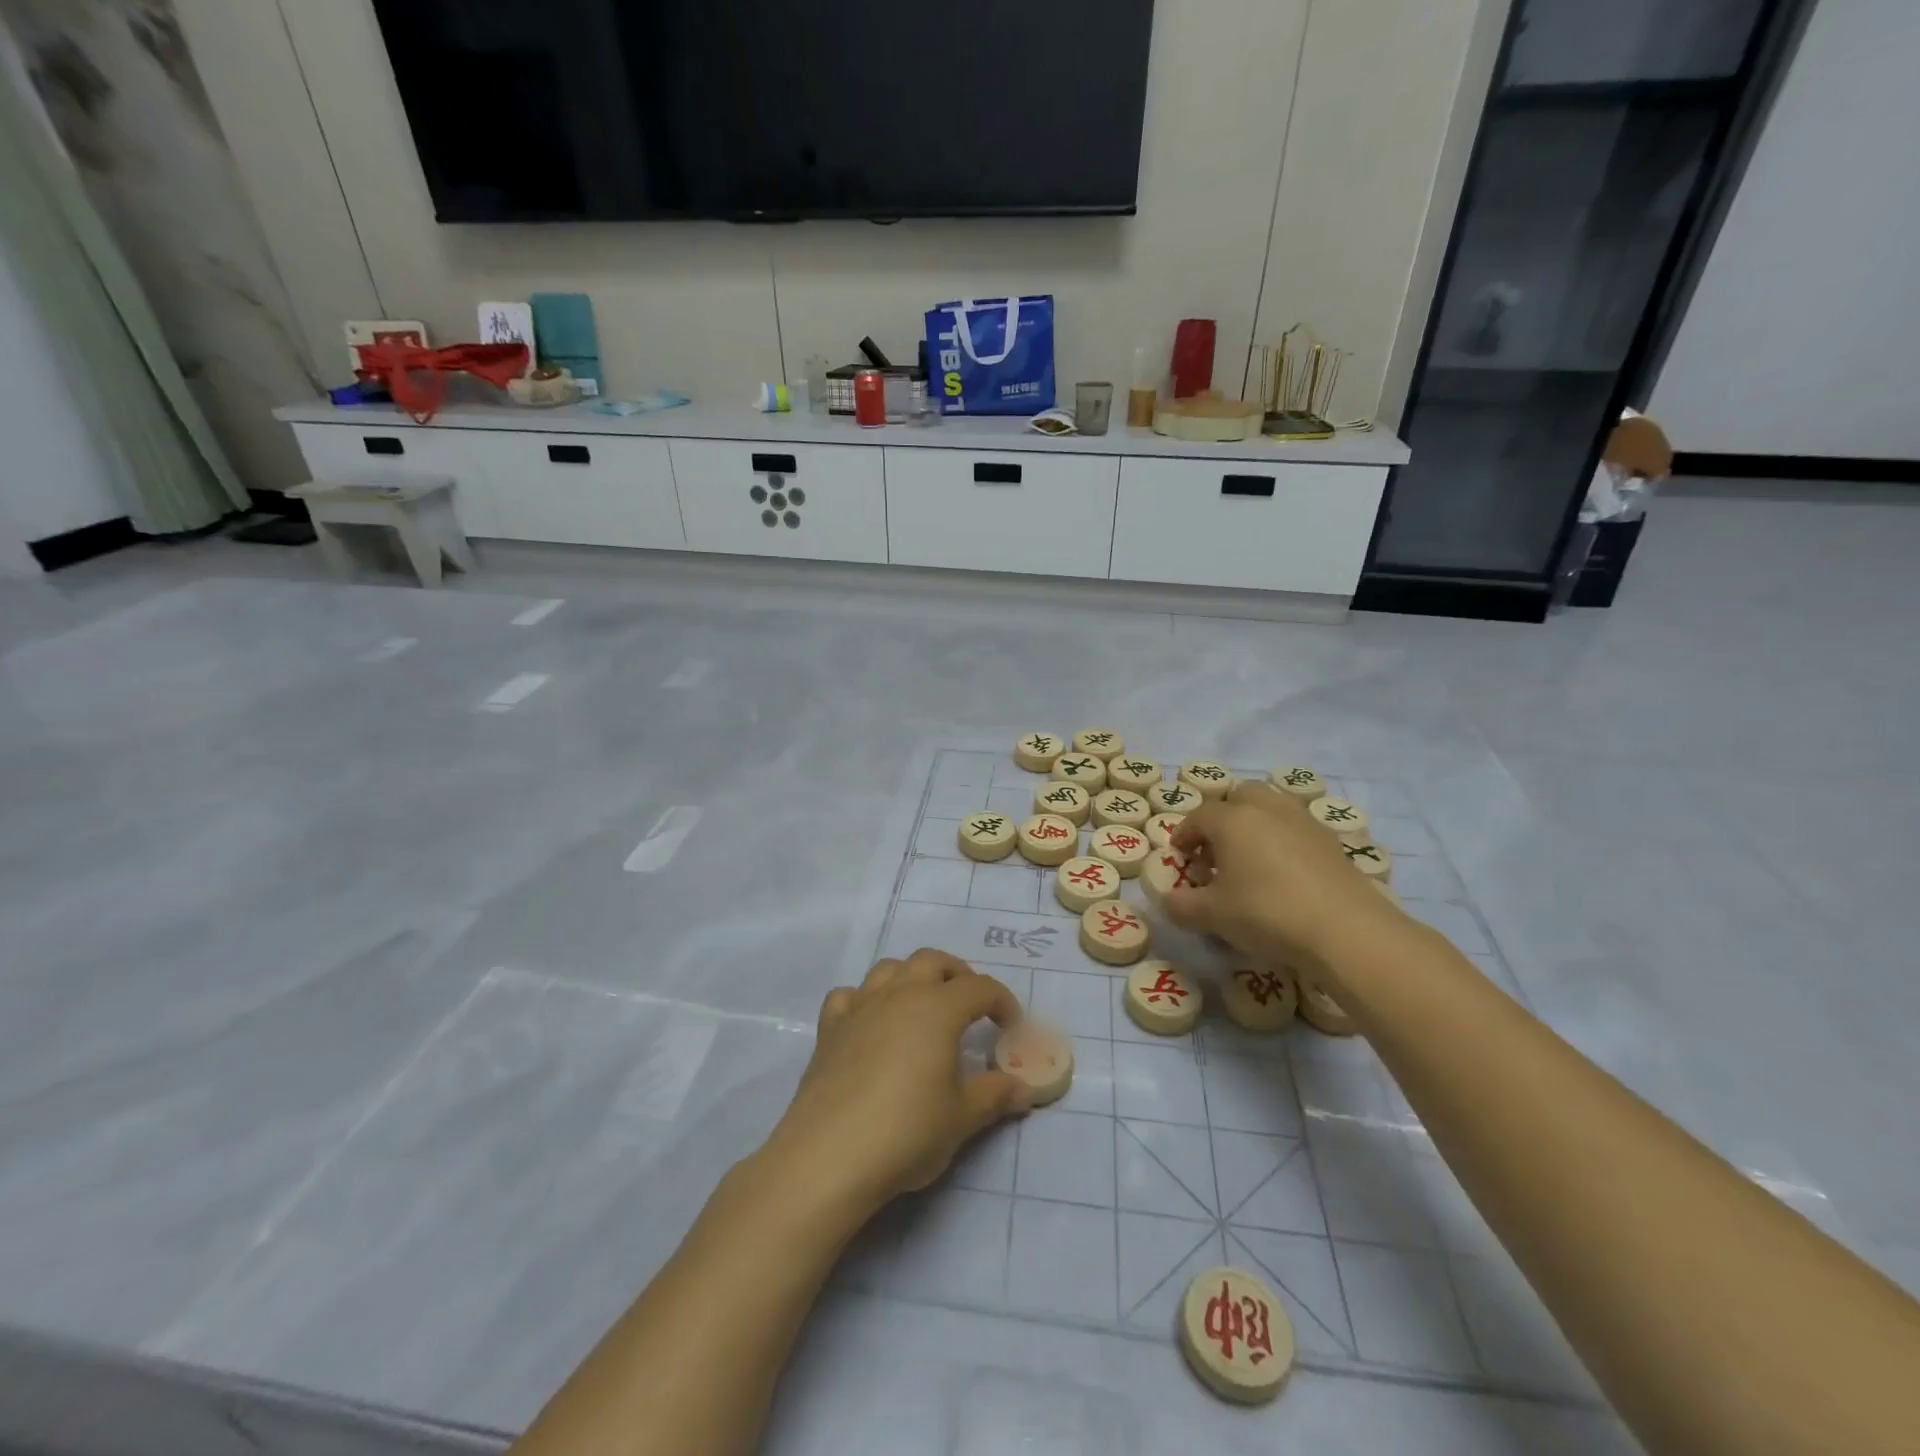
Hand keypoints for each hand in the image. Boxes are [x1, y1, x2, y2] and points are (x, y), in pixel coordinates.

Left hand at [762, 950, 1029, 1220]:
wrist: (830, 1155)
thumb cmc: (907, 1132)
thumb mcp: (962, 1118)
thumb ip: (995, 1095)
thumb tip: (1024, 1088)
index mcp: (938, 1009)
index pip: (980, 988)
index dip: (1002, 1002)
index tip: (1011, 1027)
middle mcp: (899, 995)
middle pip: (933, 960)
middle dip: (957, 975)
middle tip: (970, 1006)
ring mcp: (860, 1007)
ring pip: (889, 968)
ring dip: (912, 977)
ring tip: (922, 1007)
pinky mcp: (830, 1029)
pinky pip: (848, 996)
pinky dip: (864, 1000)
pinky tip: (869, 1023)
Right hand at [1167, 781, 1402, 968]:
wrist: (1346, 931)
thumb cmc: (1266, 913)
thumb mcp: (1213, 915)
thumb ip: (1183, 906)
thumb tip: (1168, 902)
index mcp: (1232, 819)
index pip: (1198, 817)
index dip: (1184, 836)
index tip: (1180, 856)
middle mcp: (1268, 810)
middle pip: (1240, 797)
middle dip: (1224, 817)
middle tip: (1217, 850)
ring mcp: (1305, 823)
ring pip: (1273, 808)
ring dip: (1256, 825)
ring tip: (1250, 860)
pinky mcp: (1333, 844)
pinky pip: (1298, 831)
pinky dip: (1284, 843)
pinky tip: (1284, 876)